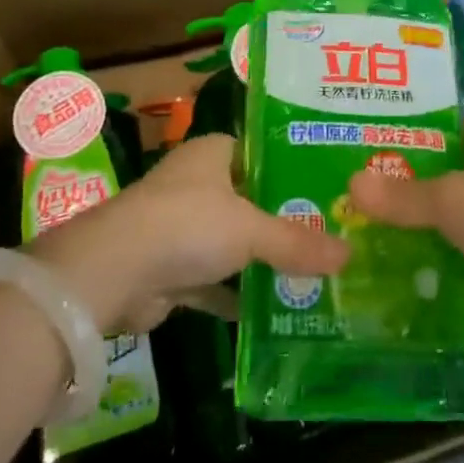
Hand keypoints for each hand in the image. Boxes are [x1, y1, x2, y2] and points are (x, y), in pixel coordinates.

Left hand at [27, 135, 347, 333]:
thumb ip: (298, 242)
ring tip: (315, 273)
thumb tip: (350, 254)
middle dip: (285, 219)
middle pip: (250, 199)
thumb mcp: (250, 230)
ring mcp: (182, 226)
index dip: (293, 167)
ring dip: (262, 260)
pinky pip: (216, 279)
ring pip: (233, 241)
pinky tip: (276, 310)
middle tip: (334, 234)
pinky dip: (239, 294)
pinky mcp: (172, 268)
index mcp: (212, 154)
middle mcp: (196, 184)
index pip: (260, 151)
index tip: (330, 186)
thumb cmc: (186, 225)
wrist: (113, 272)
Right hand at [347, 116, 463, 340]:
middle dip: (428, 182)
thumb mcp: (446, 198)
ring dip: (437, 224)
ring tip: (386, 228)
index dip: (437, 133)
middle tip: (380, 189)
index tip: (398, 144)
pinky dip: (449, 259)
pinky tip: (413, 266)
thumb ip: (401, 195)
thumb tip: (351, 185)